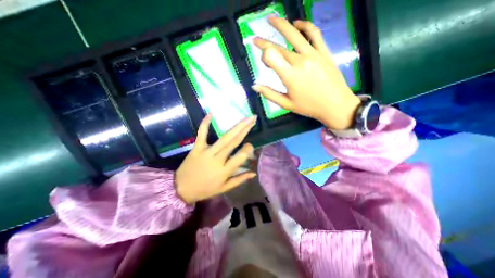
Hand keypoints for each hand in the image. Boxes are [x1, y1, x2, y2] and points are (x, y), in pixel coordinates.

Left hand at [175, 113, 258, 203]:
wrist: (181, 189)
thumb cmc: (205, 189)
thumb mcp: (224, 188)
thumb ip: (240, 179)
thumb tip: (254, 173)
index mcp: (224, 171)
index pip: (240, 157)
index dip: (247, 149)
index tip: (250, 145)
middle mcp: (217, 159)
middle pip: (234, 142)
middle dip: (245, 129)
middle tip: (253, 119)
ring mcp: (206, 152)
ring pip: (224, 138)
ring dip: (236, 126)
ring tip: (245, 118)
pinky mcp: (197, 147)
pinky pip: (202, 134)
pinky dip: (205, 124)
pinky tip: (211, 114)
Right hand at [252, 17, 359, 129]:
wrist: (335, 105)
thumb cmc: (309, 107)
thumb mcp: (286, 104)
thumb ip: (269, 94)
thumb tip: (254, 86)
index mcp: (290, 75)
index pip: (271, 56)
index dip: (263, 54)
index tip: (261, 59)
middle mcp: (300, 61)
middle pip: (279, 47)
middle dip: (265, 42)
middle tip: (256, 40)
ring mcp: (313, 54)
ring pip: (295, 34)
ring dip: (281, 24)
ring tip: (271, 19)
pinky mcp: (323, 52)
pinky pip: (314, 33)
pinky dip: (304, 25)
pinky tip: (296, 23)